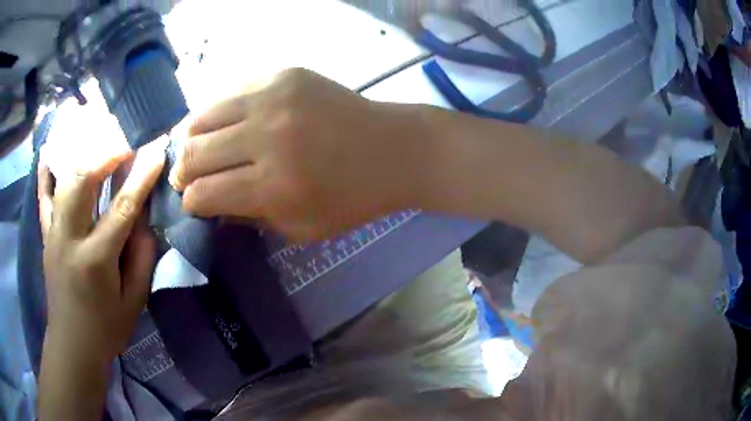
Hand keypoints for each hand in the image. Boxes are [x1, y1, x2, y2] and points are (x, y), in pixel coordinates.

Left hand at [39, 137, 166, 364]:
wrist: (72, 344)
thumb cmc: (106, 329)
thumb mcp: (133, 303)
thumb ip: (141, 259)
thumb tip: (144, 221)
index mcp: (95, 261)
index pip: (121, 208)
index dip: (141, 176)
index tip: (156, 149)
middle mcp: (69, 239)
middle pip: (83, 181)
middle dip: (106, 154)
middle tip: (125, 145)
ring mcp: (53, 234)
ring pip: (63, 181)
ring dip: (82, 156)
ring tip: (98, 143)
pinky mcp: (45, 236)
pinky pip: (42, 197)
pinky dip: (45, 172)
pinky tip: (49, 151)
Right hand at [170, 68, 427, 241]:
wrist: (392, 149)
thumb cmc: (351, 199)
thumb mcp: (300, 228)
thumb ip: (248, 218)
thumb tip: (209, 205)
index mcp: (273, 186)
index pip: (203, 193)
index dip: (190, 202)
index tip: (192, 203)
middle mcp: (267, 137)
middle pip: (194, 153)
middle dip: (182, 172)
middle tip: (186, 177)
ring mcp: (274, 97)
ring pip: (202, 117)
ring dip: (193, 139)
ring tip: (200, 150)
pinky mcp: (284, 74)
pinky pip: (231, 93)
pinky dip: (221, 114)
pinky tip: (228, 125)